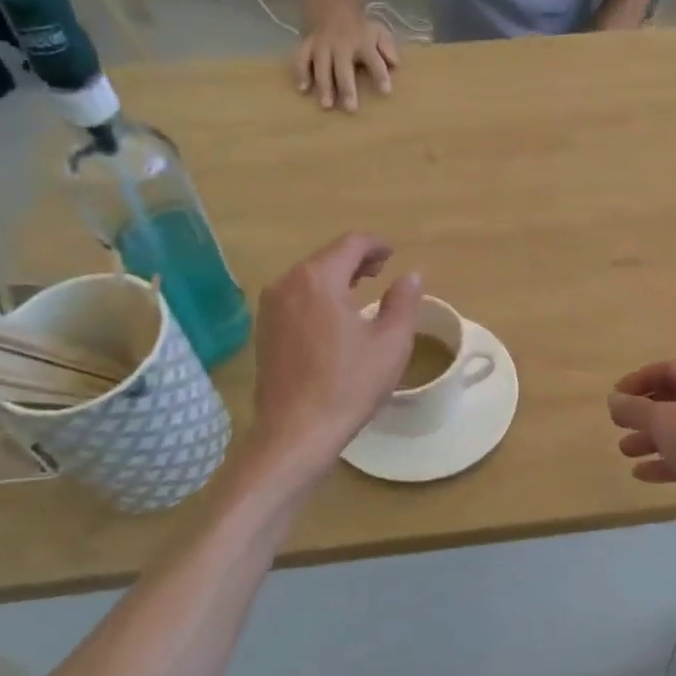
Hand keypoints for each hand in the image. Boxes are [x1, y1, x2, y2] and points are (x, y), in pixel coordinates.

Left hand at [251, 233, 421, 459]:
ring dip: (337, 277)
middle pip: (327, 257)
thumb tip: (411, 275)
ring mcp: (270, 306)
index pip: (351, 243)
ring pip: (308, 276)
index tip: (394, 255)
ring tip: (361, 293)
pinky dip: (318, 295)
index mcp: (319, 279)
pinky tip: (334, 318)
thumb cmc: (348, 385)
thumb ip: (404, 301)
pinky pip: (295, 297)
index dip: (376, 244)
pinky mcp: (264, 329)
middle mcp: (288, 283)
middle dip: (356, 260)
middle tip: (382, 272)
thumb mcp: (391, 343)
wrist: (295, 432)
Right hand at [292, 14, 398, 112]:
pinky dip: (301, 73)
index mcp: (363, 43)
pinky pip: (301, 59)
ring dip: (324, 85)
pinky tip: (303, 89)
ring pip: (321, 66)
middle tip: (350, 108)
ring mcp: (322, 46)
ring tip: (327, 105)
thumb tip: (394, 64)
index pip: (374, 60)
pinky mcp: (307, 45)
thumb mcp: (379, 32)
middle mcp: (341, 45)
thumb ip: (387, 48)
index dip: (380, 75)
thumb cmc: (360, 28)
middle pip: (344, 69)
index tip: (386, 91)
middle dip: (347, 88)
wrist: (332, 4)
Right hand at [608, 360, 675, 550]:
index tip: (614, 398)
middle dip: (643, 414)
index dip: (637, 381)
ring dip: (651, 439)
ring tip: (625, 451)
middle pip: (674, 400)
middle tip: (618, 425)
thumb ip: (634, 408)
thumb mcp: (663, 421)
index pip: (667, 369)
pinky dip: (667, 461)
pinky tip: (643, 474)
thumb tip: (613, 399)